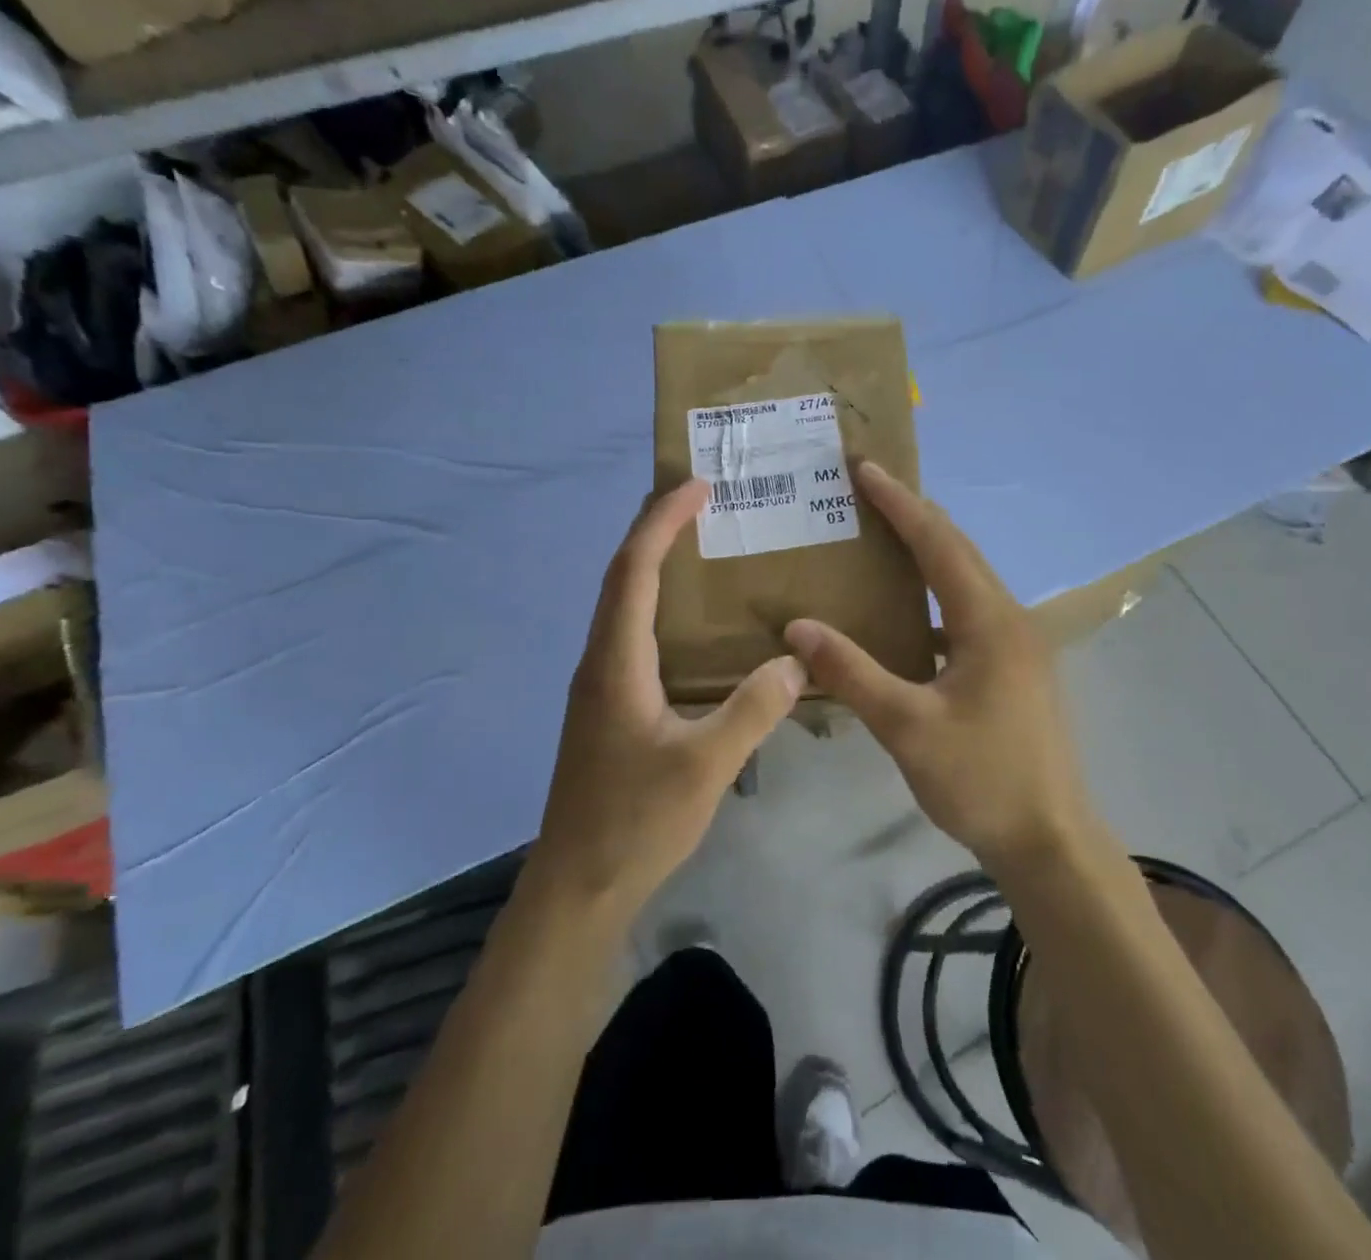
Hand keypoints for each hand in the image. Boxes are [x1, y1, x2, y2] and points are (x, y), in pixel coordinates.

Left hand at [527, 478, 804, 921]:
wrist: (577, 884)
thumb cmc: (634, 822)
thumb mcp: (705, 767)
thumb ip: (751, 711)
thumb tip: (793, 659)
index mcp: (616, 661)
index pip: (634, 570)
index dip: (662, 522)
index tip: (696, 487)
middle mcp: (600, 661)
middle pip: (621, 576)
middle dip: (654, 530)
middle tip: (699, 501)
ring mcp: (599, 685)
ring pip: (622, 606)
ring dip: (653, 565)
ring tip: (699, 546)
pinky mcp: (607, 707)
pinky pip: (631, 635)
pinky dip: (657, 606)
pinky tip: (691, 625)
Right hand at [784, 462, 1093, 872]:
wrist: (1050, 842)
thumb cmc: (982, 780)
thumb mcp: (907, 726)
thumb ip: (851, 672)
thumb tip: (797, 626)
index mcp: (989, 621)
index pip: (938, 543)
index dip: (899, 503)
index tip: (864, 468)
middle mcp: (1009, 620)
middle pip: (958, 551)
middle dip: (913, 515)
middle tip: (866, 491)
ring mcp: (1016, 646)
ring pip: (965, 581)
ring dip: (926, 553)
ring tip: (880, 538)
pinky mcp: (1013, 670)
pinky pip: (967, 613)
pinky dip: (934, 597)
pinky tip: (904, 615)